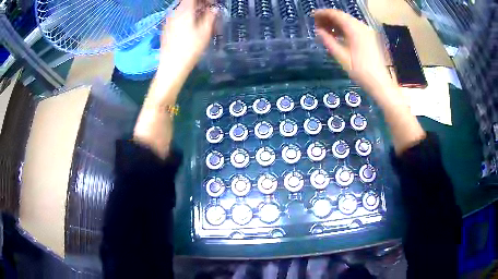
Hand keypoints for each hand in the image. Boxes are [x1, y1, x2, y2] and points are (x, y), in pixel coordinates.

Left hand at [159, 0, 216, 73]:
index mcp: (184, 11)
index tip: (211, 3)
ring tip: (201, 18)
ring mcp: (168, 21)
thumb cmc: (190, 49)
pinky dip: (185, 17)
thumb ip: (210, 16)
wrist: (172, 66)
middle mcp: (174, 13)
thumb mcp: (205, 32)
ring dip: (192, 10)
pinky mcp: (165, 29)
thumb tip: (214, 9)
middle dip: (199, 3)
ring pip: (181, 10)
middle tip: (209, 9)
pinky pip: (177, 17)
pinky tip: (191, 26)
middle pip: (186, 2)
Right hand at [314, 9, 395, 96]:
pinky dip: (344, 29)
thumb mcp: (341, 56)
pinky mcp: (370, 37)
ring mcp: (367, 31)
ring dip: (336, 23)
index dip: (322, 13)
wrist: (379, 83)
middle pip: (342, 16)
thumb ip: (328, 41)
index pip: (336, 14)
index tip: (312, 16)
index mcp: (354, 29)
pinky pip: (354, 28)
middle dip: (328, 18)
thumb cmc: (360, 71)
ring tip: (325, 29)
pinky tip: (337, 35)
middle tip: (317, 24)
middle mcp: (362, 26)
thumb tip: (318, 31)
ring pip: (348, 22)